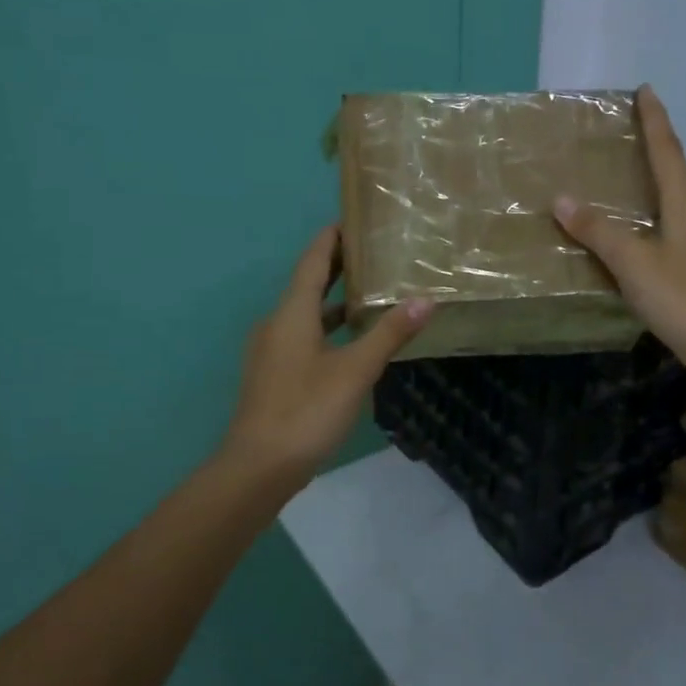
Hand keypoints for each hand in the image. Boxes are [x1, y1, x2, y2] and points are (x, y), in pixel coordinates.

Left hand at [222, 225, 432, 481]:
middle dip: (335, 267)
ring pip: (306, 314)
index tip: (352, 219)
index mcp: (291, 314)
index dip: (330, 239)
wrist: (259, 466)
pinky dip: (327, 329)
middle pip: (307, 285)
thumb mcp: (355, 370)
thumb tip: (426, 299)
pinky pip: (304, 337)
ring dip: (333, 301)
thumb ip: (389, 334)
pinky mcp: (275, 376)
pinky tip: (351, 342)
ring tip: (368, 292)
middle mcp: (277, 324)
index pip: (312, 262)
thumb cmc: (306, 410)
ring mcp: (272, 352)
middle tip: (370, 251)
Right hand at [555, 86, 685, 372]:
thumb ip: (598, 232)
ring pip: (685, 213)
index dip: (655, 120)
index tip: (647, 90)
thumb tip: (562, 199)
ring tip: (636, 208)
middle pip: (678, 180)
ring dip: (662, 203)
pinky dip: (668, 234)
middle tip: (629, 156)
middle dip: (655, 163)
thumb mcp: (633, 264)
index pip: (667, 151)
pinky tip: (658, 252)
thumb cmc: (684, 299)